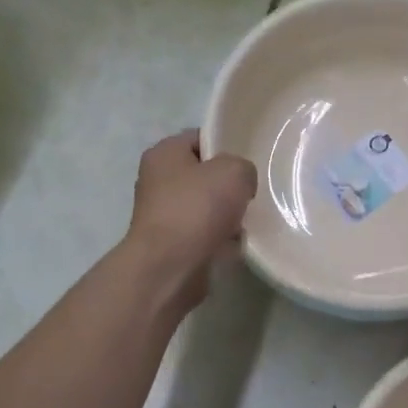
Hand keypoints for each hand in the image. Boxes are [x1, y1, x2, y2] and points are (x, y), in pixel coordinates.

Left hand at [124, 130, 256, 310]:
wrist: (170, 268)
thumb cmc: (197, 209)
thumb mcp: (234, 172)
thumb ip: (243, 168)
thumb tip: (240, 185)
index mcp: (164, 153)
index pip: (199, 139)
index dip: (226, 146)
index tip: (248, 163)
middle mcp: (157, 181)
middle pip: (204, 175)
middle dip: (228, 186)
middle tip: (250, 194)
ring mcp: (162, 215)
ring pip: (206, 207)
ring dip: (227, 216)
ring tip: (247, 222)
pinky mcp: (171, 245)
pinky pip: (204, 235)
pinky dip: (219, 240)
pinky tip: (236, 245)